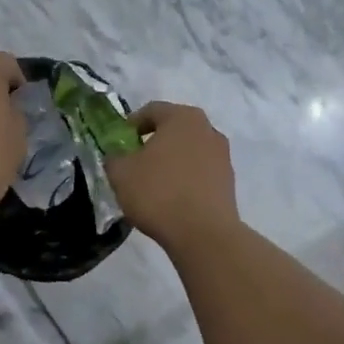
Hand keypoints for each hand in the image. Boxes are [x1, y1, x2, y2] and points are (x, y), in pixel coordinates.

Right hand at [106, 102, 239, 250]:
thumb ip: (114, 157)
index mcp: (182, 117)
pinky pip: (200, 172)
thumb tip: (118, 155)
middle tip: (134, 161)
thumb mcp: (121, 173)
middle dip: (153, 142)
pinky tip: (171, 198)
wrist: (203, 233)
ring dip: (171, 161)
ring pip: (189, 151)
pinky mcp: (228, 181)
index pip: (152, 110)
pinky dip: (185, 179)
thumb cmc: (158, 193)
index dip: (131, 125)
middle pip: (174, 129)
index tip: (119, 143)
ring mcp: (223, 155)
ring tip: (153, 183)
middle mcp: (208, 129)